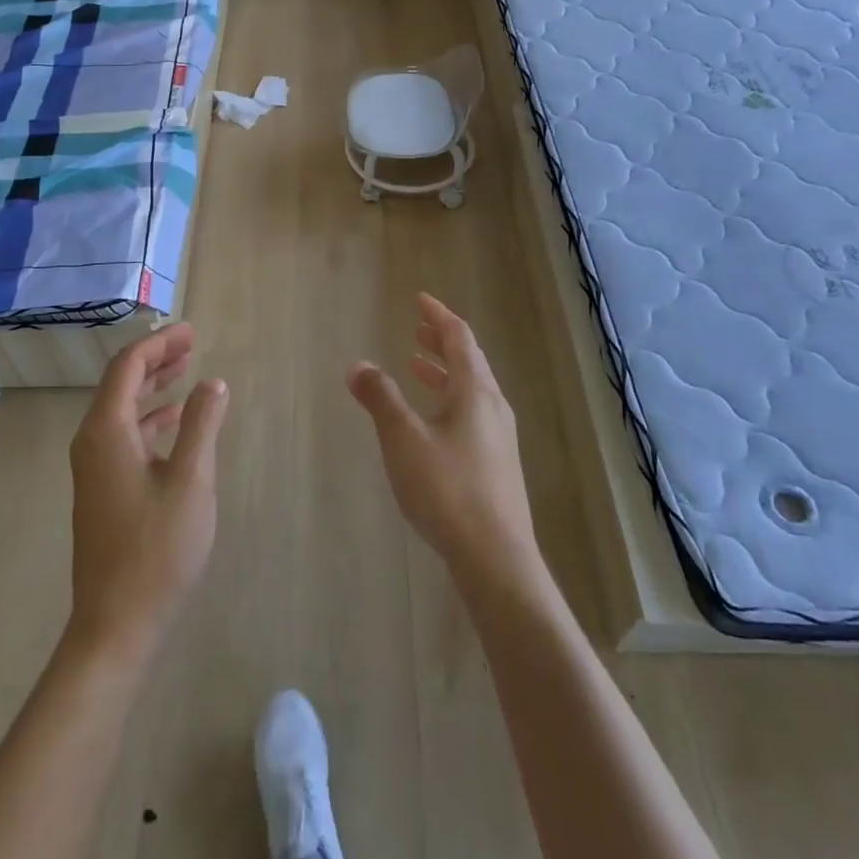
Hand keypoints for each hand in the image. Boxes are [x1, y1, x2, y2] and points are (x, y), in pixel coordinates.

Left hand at [67, 322, 228, 663]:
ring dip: (152, 386)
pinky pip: (123, 434)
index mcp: (106, 431)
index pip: (128, 366)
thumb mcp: (191, 480)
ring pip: (121, 408)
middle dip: (156, 358)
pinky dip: (149, 417)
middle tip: (191, 343)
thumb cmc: (156, 548)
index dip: (159, 343)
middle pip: (120, 382)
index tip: (191, 331)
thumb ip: (202, 424)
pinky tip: (174, 421)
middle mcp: (92, 441)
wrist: (115, 624)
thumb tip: (211, 382)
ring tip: (186, 371)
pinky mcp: (101, 489)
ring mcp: (93, 468)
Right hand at [349, 294, 541, 591]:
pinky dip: (449, 399)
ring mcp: (499, 437)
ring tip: (416, 367)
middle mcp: (492, 407)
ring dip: (444, 372)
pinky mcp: (498, 464)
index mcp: (475, 391)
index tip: (419, 300)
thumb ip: (380, 399)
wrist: (496, 558)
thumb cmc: (447, 489)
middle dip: (441, 342)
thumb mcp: (403, 439)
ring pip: (471, 389)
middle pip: (469, 361)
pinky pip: (472, 413)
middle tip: (417, 330)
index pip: (459, 337)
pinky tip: (432, 422)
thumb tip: (358, 365)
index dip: (438, 315)